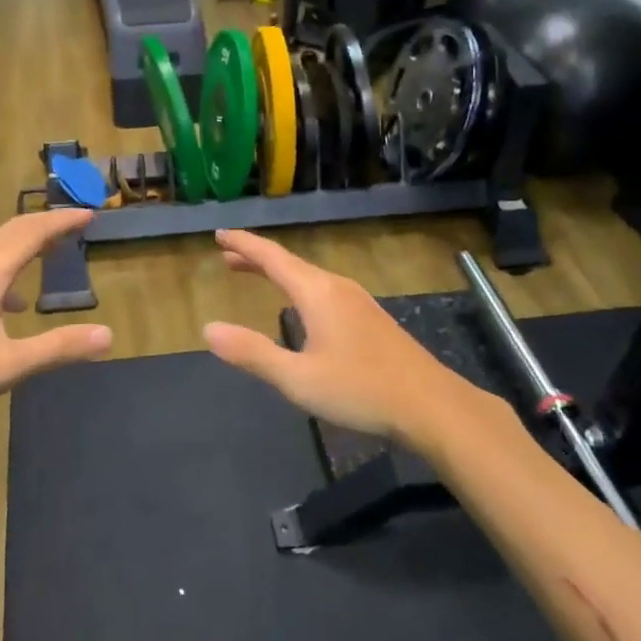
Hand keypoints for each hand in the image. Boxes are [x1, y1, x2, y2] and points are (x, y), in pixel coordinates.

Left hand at [0, 211, 113, 435]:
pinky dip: (8, 267)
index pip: (34, 232)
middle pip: (13, 230)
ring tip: (50, 252)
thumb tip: (107, 335)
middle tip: (76, 223)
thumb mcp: (8, 364)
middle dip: (47, 225)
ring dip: (26, 243)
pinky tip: (12, 303)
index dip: (63, 222)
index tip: (90, 214)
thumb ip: (59, 348)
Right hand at [201, 229, 484, 449]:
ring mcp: (358, 302)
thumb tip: (209, 329)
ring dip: (278, 273)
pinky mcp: (370, 319)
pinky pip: (323, 290)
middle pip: (290, 263)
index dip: (244, 245)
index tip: (219, 235)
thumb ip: (252, 353)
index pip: (272, 258)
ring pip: (308, 277)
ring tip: (255, 274)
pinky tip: (300, 307)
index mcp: (317, 293)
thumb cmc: (360, 389)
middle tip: (228, 256)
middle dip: (257, 258)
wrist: (431, 405)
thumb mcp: (297, 378)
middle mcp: (337, 288)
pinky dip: (298, 287)